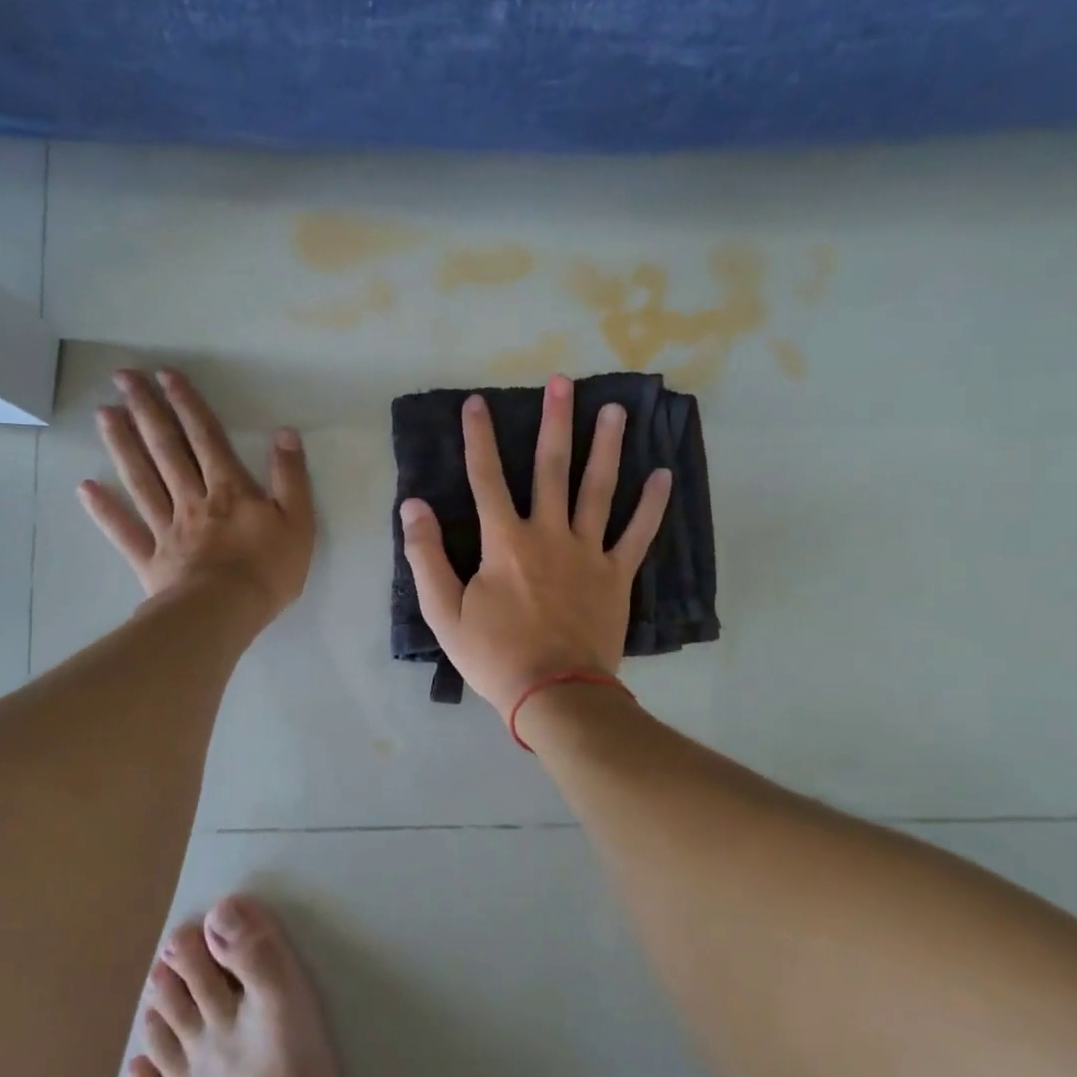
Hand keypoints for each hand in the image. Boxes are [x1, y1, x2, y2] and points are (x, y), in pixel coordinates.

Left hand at [80, 369, 315, 623]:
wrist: (225, 613)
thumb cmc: (268, 570)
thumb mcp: (298, 522)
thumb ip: (291, 477)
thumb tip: (285, 434)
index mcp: (230, 490)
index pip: (206, 438)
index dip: (187, 405)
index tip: (165, 375)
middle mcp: (193, 499)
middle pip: (166, 449)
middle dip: (146, 410)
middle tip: (123, 377)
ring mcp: (167, 528)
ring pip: (141, 480)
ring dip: (122, 445)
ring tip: (104, 414)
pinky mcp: (151, 558)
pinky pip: (125, 531)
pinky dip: (105, 510)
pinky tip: (86, 487)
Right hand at [399, 376, 671, 715]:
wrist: (554, 693)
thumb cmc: (494, 655)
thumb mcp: (443, 612)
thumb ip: (426, 556)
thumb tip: (413, 506)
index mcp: (504, 542)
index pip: (486, 478)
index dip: (479, 438)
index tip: (476, 403)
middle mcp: (548, 534)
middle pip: (552, 469)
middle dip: (555, 422)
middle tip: (562, 382)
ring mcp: (588, 553)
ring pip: (598, 489)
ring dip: (606, 447)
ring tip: (615, 410)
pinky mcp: (616, 576)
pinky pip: (637, 534)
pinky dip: (651, 505)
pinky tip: (664, 475)